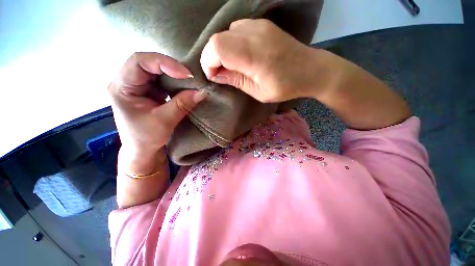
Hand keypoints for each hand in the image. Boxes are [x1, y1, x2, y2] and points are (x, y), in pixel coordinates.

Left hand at [108, 52, 206, 174]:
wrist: (143, 149)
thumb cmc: (146, 138)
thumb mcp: (165, 121)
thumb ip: (183, 104)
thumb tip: (202, 92)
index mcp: (121, 87)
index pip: (139, 62)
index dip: (163, 63)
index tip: (186, 75)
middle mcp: (126, 81)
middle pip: (148, 63)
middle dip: (170, 67)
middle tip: (190, 77)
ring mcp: (138, 85)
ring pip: (156, 70)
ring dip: (174, 74)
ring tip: (188, 81)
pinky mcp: (148, 90)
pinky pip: (162, 79)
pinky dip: (174, 81)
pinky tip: (183, 86)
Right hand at [200, 19, 318, 102]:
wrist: (310, 69)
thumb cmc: (285, 86)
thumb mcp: (258, 92)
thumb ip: (236, 80)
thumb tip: (217, 75)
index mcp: (254, 55)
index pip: (217, 48)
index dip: (208, 62)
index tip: (213, 76)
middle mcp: (254, 34)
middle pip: (217, 38)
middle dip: (212, 57)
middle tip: (219, 72)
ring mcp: (258, 26)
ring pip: (226, 33)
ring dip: (222, 50)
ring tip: (230, 66)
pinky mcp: (262, 24)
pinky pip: (236, 30)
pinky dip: (231, 43)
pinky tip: (239, 55)